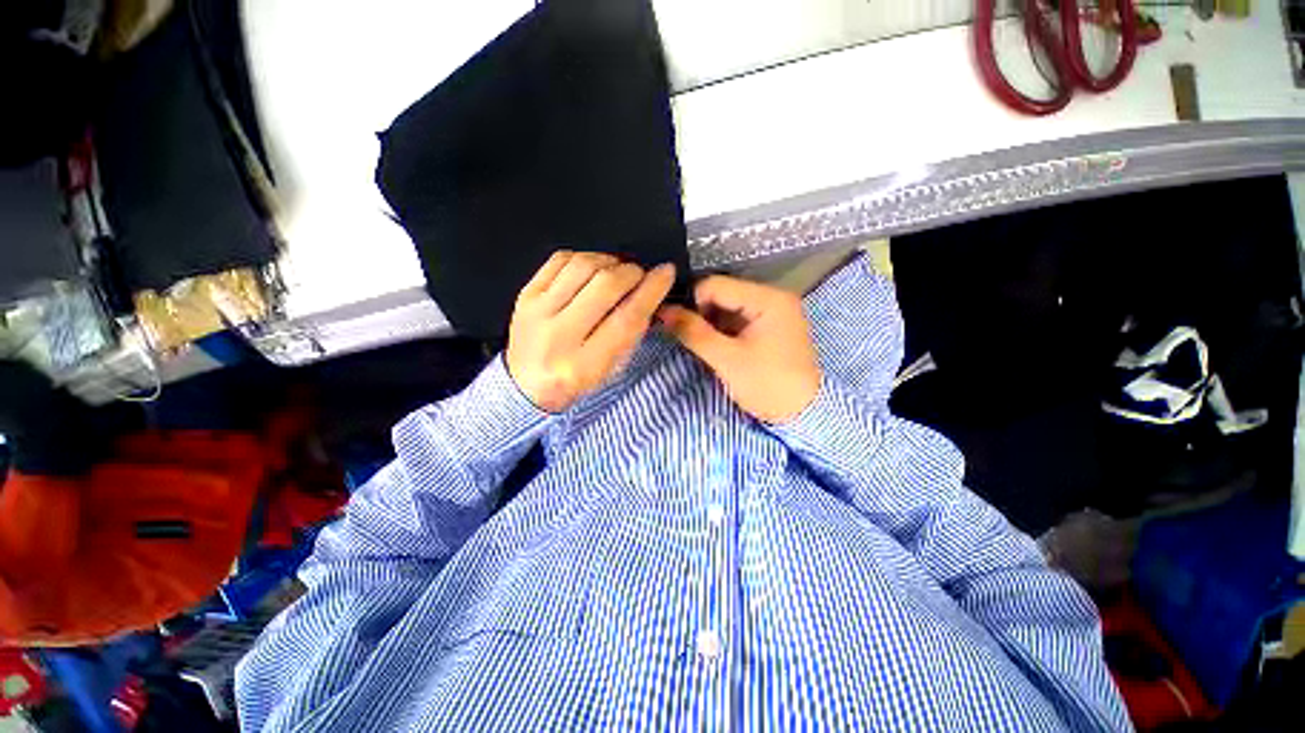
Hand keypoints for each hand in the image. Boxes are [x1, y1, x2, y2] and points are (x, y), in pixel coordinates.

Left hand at [507, 251, 675, 412]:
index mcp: (584, 365)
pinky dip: (585, 257)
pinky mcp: (525, 294)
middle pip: (605, 286)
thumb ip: (631, 333)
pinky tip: (593, 268)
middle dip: (632, 272)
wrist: (525, 386)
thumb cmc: (576, 381)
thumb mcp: (611, 370)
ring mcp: (536, 311)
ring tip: (618, 271)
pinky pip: (560, 259)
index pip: (626, 319)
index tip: (665, 273)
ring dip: (610, 261)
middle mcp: (558, 336)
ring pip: (583, 265)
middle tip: (639, 275)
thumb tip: (648, 290)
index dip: (651, 291)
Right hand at [658, 276, 820, 423]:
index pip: (716, 285)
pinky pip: (737, 319)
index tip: (676, 325)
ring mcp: (773, 312)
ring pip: (727, 307)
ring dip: (710, 323)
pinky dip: (722, 330)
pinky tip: (715, 346)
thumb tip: (664, 311)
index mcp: (768, 298)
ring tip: (701, 344)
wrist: (802, 415)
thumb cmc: (767, 385)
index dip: (691, 302)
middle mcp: (773, 297)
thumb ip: (693, 332)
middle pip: (722, 294)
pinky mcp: (770, 327)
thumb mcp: (726, 359)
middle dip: (701, 313)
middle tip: (687, 337)